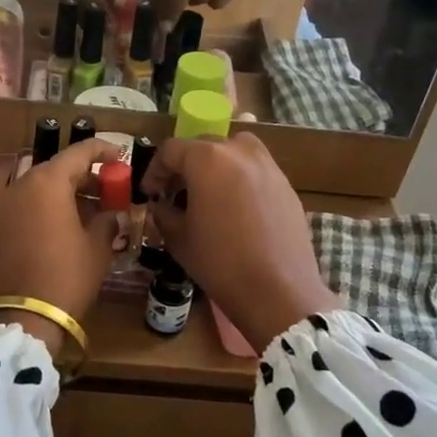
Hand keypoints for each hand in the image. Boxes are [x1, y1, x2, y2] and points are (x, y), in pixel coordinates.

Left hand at [0, 140, 124, 356]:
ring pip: (41, 188)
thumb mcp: (97, 247)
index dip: (103, 151)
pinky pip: (28, 206)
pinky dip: (49, 208)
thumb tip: (112, 214)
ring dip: (67, 193)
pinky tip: (70, 226)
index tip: (121, 158)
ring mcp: (5, 207)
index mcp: (47, 182)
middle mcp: (21, 185)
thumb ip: (108, 221)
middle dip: (86, 177)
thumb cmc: (66, 275)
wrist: (21, 317)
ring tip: (94, 211)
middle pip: (58, 169)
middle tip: (111, 190)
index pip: (79, 152)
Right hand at [144, 133, 338, 352]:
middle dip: (185, 166)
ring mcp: (268, 166)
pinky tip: (235, 208)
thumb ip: (164, 214)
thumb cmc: (220, 263)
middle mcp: (240, 152)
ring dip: (215, 166)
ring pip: (234, 151)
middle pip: (204, 145)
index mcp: (208, 160)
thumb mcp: (179, 239)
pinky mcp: (286, 185)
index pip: (171, 150)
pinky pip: (255, 170)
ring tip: (207, 194)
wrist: (278, 291)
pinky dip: (239, 178)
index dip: (154, 170)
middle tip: (174, 192)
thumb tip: (160, 205)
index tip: (149, 193)